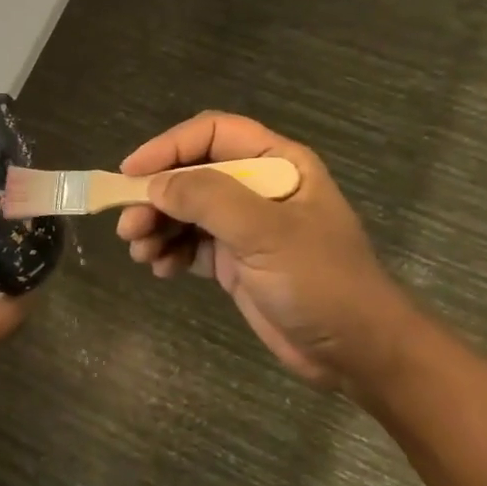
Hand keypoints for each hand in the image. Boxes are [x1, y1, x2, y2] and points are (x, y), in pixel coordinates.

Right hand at [116, 112, 417, 390]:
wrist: (357, 352)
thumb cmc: (321, 282)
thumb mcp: (266, 233)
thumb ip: (209, 199)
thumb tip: (154, 185)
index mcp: (277, 164)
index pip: (212, 134)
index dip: (168, 147)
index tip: (131, 173)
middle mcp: (258, 188)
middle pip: (190, 174)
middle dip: (155, 198)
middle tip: (128, 228)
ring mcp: (245, 225)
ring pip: (184, 210)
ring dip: (156, 227)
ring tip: (141, 253)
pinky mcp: (235, 260)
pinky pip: (189, 244)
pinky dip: (169, 252)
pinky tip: (162, 270)